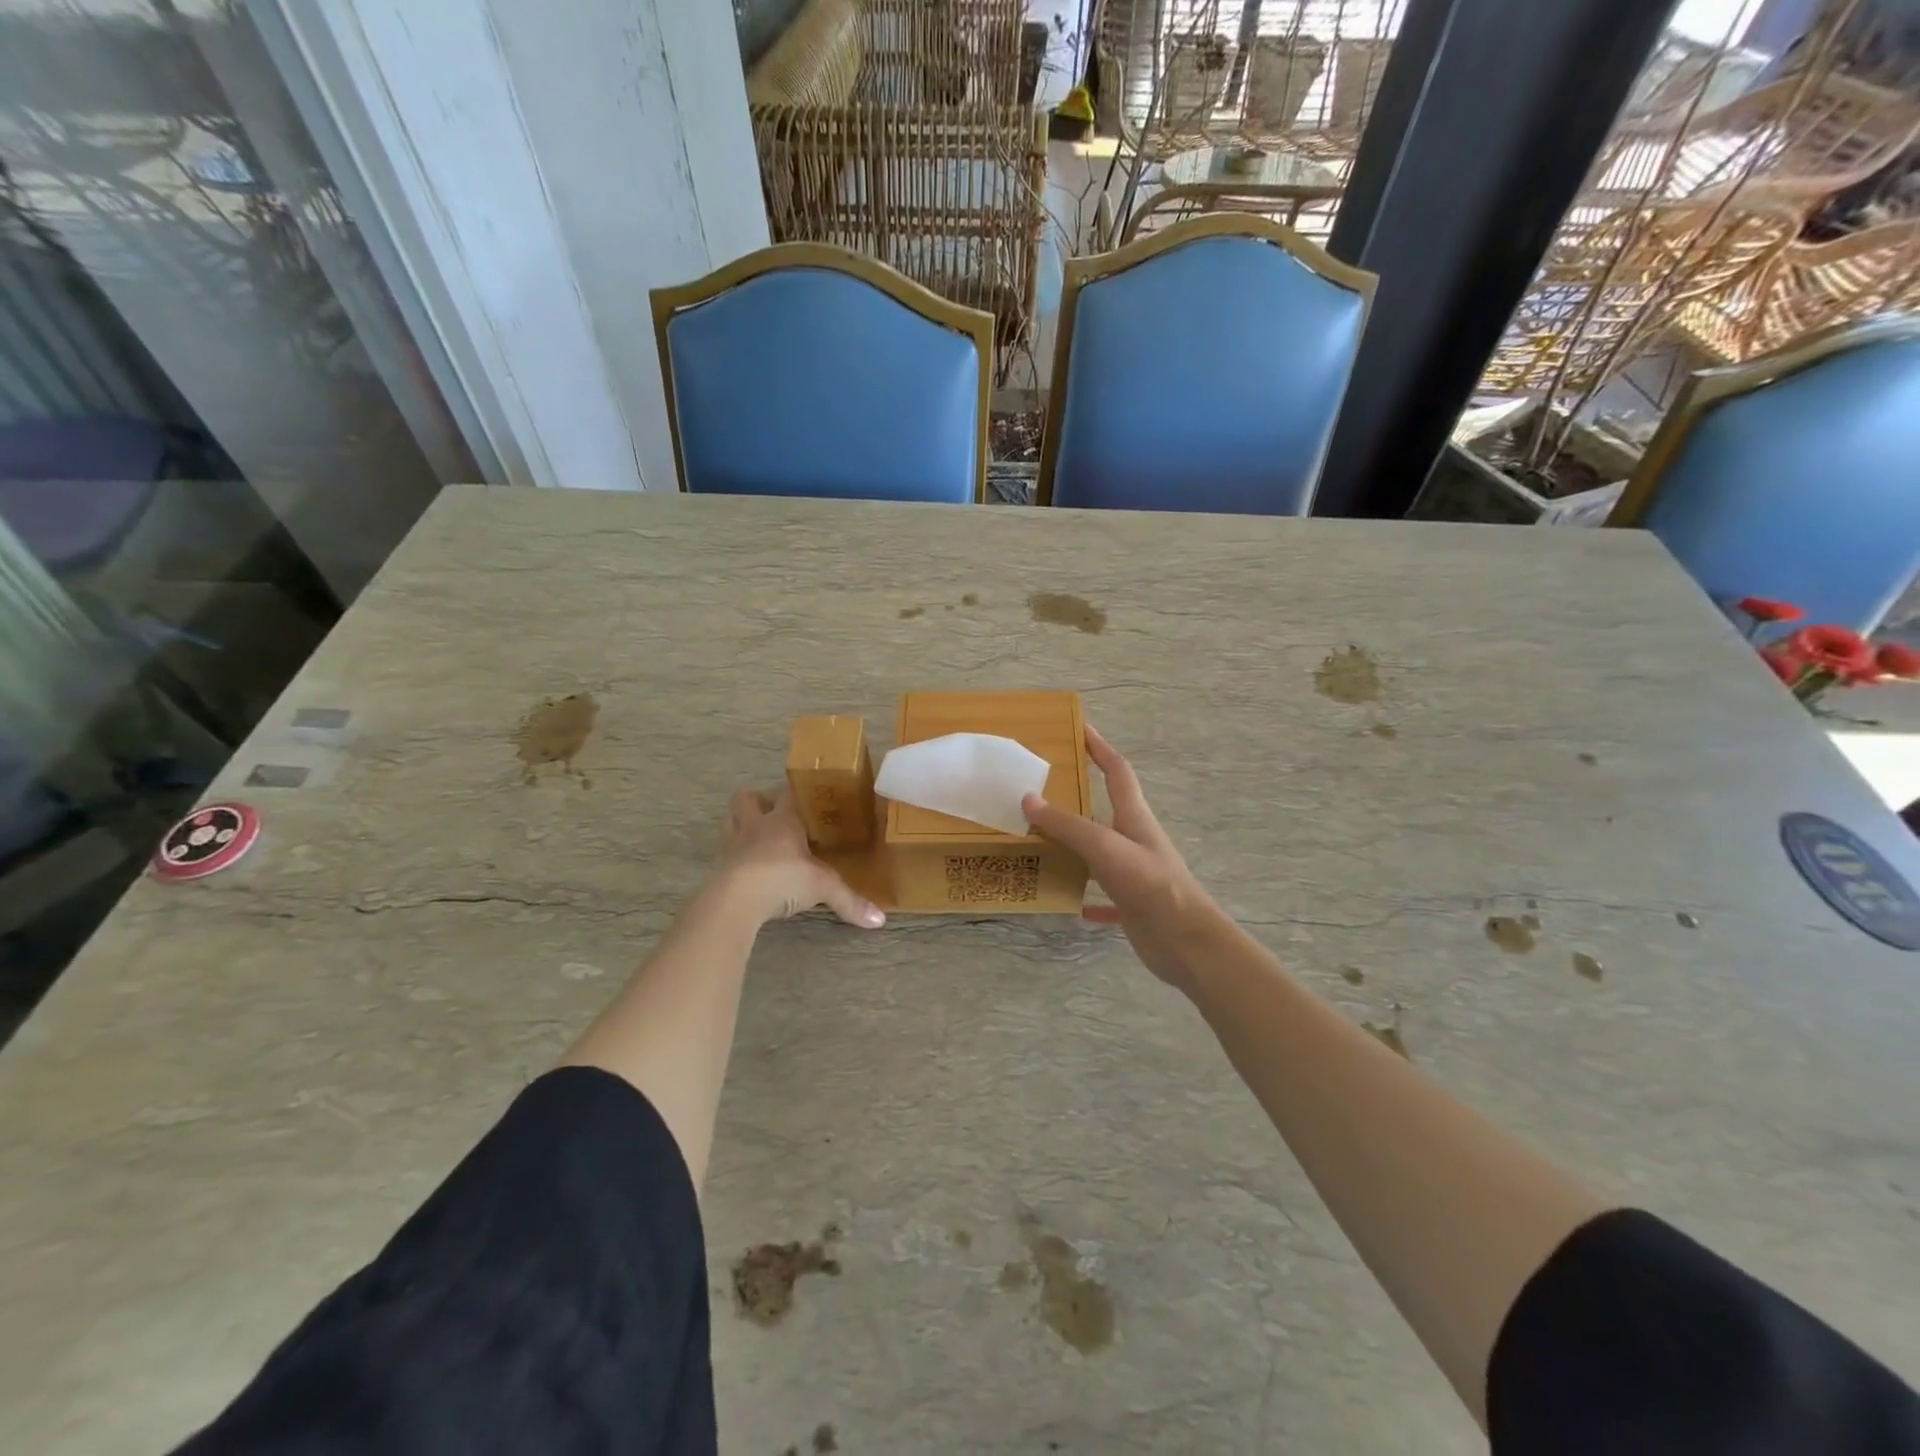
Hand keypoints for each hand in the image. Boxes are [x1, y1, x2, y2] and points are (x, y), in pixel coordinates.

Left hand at [717, 789, 885, 928]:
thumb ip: (850, 900)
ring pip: (731, 820)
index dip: (799, 791)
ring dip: (742, 823)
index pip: (789, 793)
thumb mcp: (823, 887)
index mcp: (783, 819)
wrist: (736, 900)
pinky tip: (749, 868)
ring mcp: (733, 845)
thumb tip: (880, 920)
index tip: (812, 795)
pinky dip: (736, 856)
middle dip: (759, 801)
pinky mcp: (719, 868)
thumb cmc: (783, 878)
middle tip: (776, 814)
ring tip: (759, 836)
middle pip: (747, 798)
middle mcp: (756, 825)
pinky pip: (726, 853)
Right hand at [1022, 726, 1217, 988]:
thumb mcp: (1104, 847)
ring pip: (1099, 853)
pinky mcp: (1132, 905)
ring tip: (1041, 844)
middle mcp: (1134, 841)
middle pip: (1105, 810)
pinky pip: (1103, 897)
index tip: (1080, 729)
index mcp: (1134, 817)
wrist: (1185, 941)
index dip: (1100, 748)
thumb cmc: (1149, 884)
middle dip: (1078, 797)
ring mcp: (1134, 874)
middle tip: (1043, 790)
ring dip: (1076, 847)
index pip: (1117, 771)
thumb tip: (1028, 798)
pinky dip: (1087, 898)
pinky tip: (1069, 904)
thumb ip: (1067, 824)